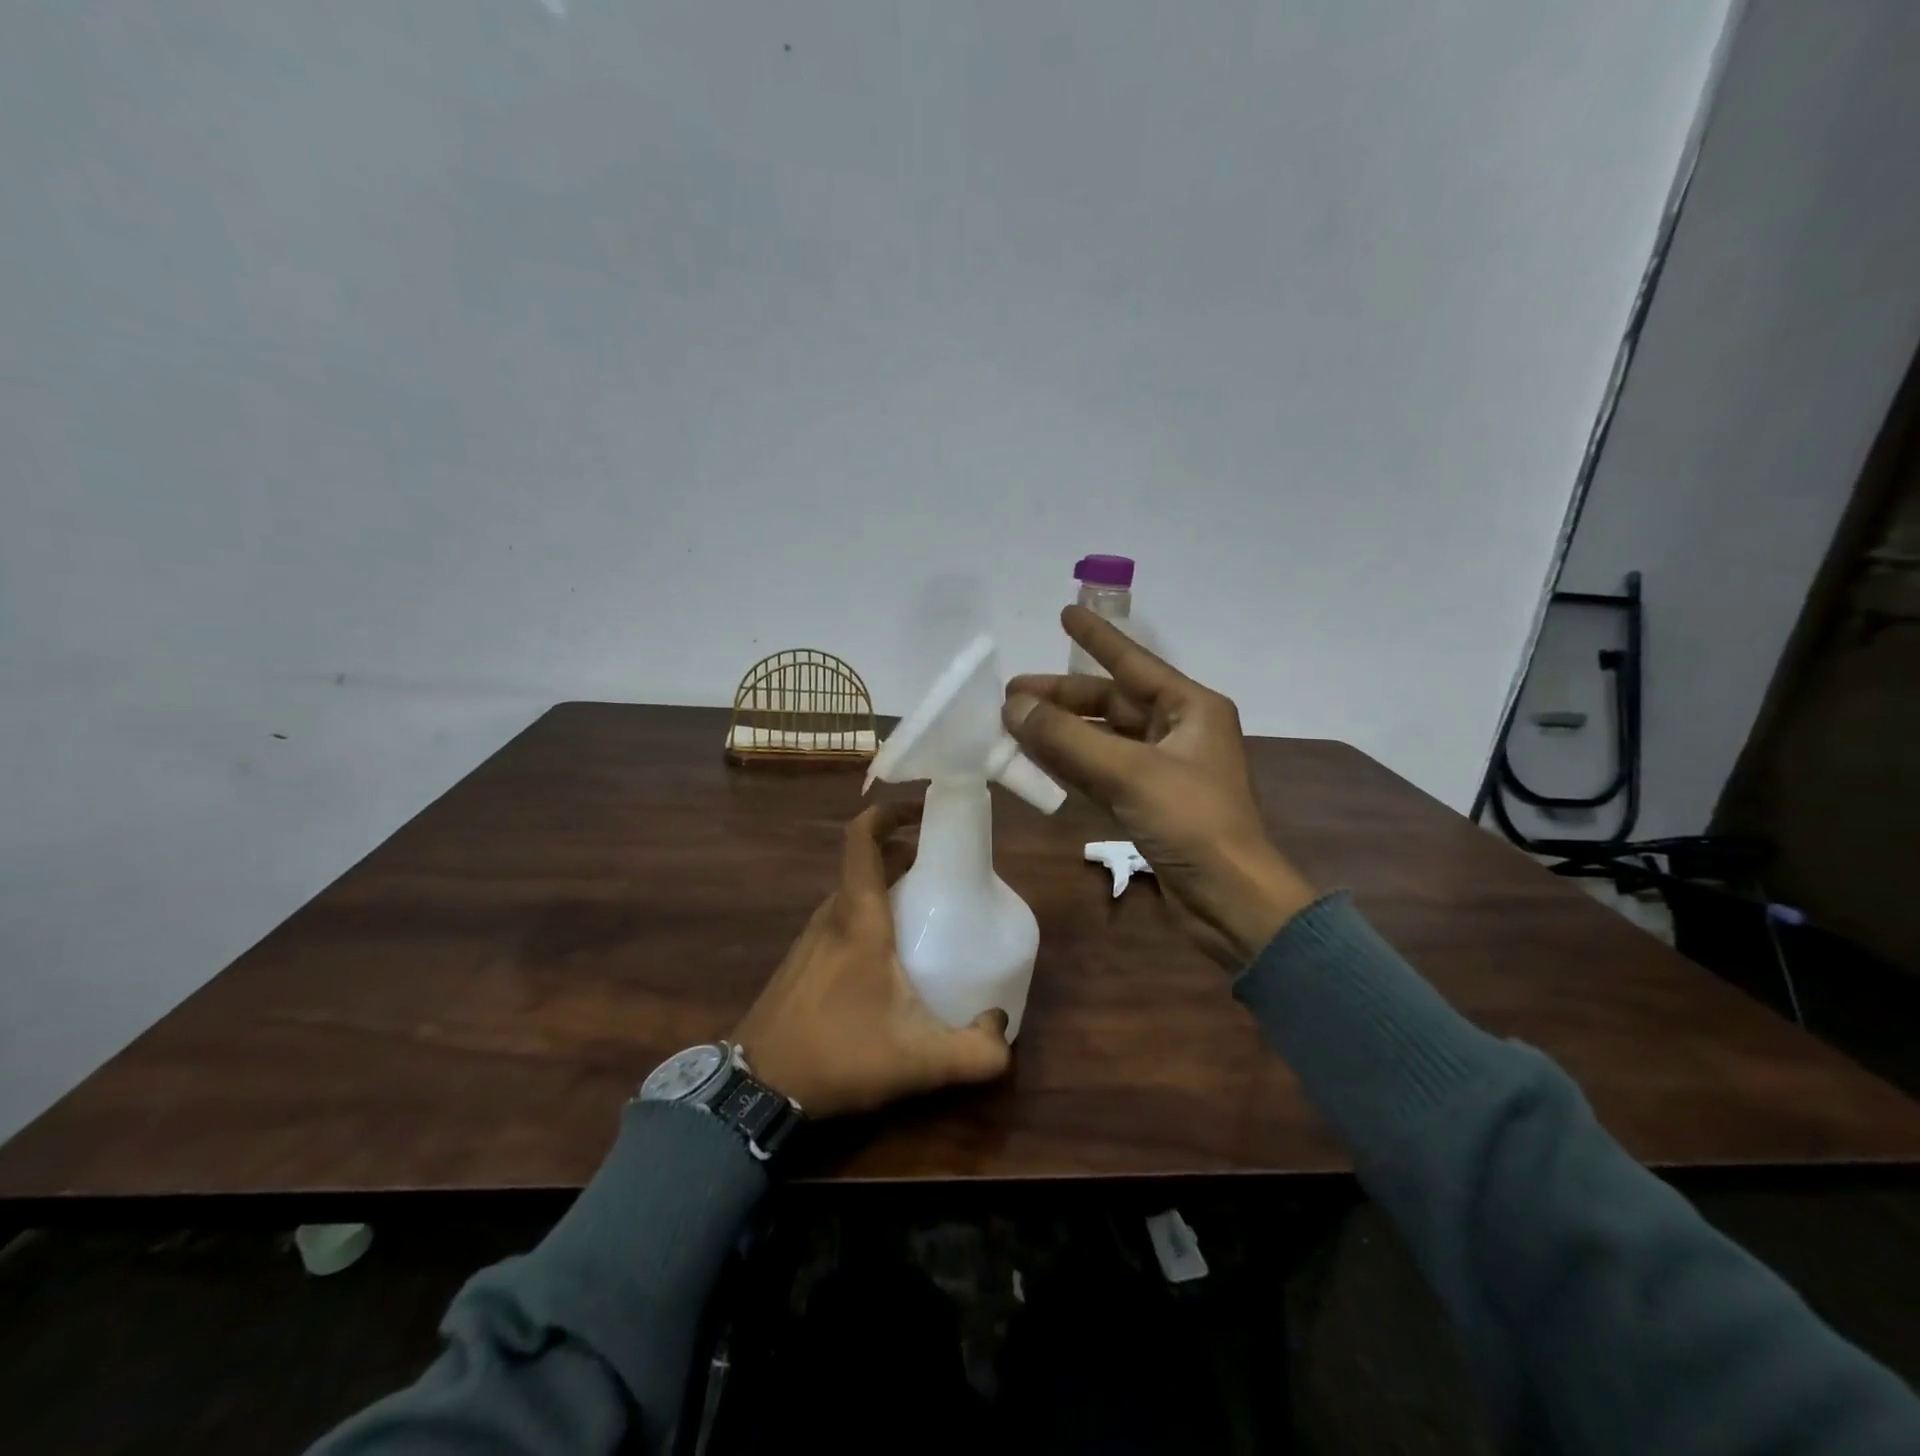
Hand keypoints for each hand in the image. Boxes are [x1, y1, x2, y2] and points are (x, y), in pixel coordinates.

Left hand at [733, 801, 1013, 1118]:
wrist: (756, 1089)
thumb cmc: (838, 1055)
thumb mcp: (919, 1061)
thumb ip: (975, 1052)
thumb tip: (1003, 1028)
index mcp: (858, 917)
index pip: (863, 838)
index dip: (890, 812)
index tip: (925, 811)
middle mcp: (831, 915)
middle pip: (867, 863)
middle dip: (906, 855)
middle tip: (945, 872)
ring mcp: (810, 938)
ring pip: (853, 892)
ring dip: (887, 887)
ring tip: (925, 913)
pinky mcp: (800, 961)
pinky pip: (840, 919)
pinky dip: (868, 915)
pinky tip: (889, 959)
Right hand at [1003, 605, 1316, 968]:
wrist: (1230, 901)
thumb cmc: (1192, 823)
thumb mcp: (1129, 774)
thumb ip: (1068, 739)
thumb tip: (1014, 707)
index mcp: (1191, 709)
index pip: (1133, 663)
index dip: (1097, 638)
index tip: (1064, 613)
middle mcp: (1178, 732)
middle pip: (1111, 703)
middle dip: (1063, 697)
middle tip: (1011, 694)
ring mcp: (1163, 770)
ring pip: (1102, 739)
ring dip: (1061, 731)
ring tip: (1013, 722)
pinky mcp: (1149, 805)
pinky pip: (1101, 772)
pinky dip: (1070, 765)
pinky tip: (1037, 759)